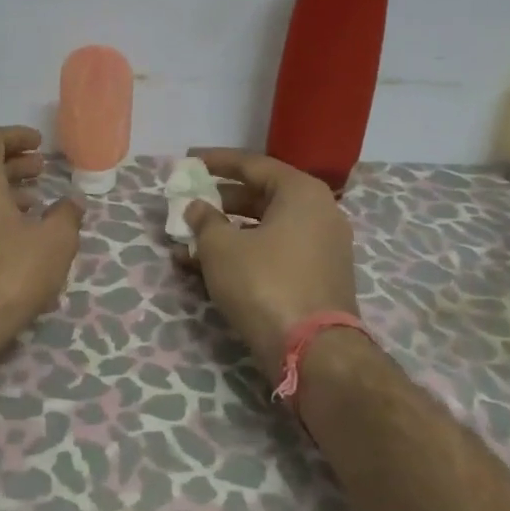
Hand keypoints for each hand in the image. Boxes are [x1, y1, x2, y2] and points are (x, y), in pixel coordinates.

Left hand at [0, 126, 83, 352]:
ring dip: (0, 196)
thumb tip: (73, 202)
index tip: (39, 144)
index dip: (18, 137)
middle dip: (12, 167)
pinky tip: (9, 246)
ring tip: (31, 208)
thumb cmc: (8, 275)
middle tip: (40, 172)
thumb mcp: (54, 243)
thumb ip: (66, 216)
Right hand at [175, 148, 360, 381]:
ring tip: (187, 243)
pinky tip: (207, 268)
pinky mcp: (317, 277)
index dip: (216, 161)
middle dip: (219, 202)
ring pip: (264, 229)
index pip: (253, 164)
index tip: (189, 160)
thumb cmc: (264, 283)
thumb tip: (197, 207)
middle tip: (188, 204)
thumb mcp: (221, 248)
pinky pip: (274, 253)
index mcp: (301, 192)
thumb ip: (204, 220)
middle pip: (260, 196)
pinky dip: (243, 254)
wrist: (313, 350)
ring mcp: (322, 247)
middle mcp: (319, 213)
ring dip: (225, 233)